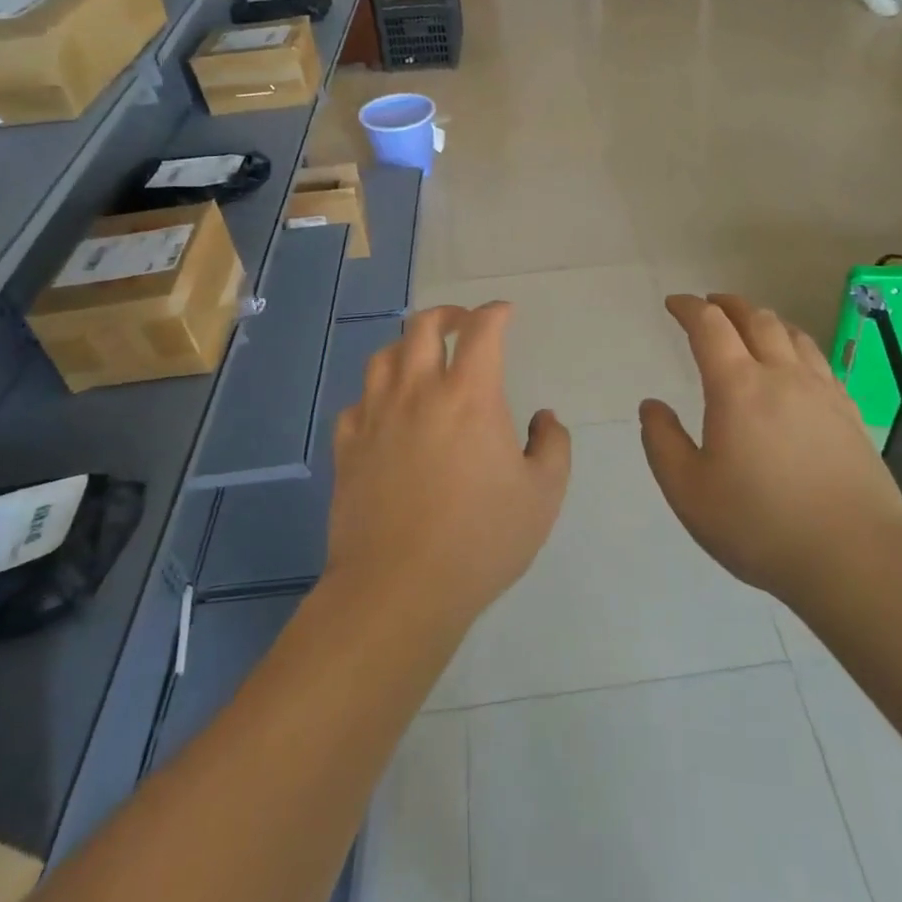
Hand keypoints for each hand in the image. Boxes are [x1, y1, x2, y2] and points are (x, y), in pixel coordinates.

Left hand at [325, 304, 570, 628]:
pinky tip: (386, 413)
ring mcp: (376, 417)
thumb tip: (545, 418)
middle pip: (422, 326)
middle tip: (462, 324)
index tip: (504, 313)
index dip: (495, 313)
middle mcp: (418, 392)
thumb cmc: (480, 540)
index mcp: (469, 395)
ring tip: (421, 359)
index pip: (482, 330)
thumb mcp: (543, 496)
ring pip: (384, 357)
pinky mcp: (348, 447)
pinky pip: (357, 403)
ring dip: (407, 347)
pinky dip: (375, 396)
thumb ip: (553, 447)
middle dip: (447, 314)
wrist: (399, 589)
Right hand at [638, 294, 901, 604]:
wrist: (854, 560)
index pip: (710, 326)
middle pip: (756, 319)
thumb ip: (662, 442)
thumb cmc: (760, 525)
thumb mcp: (688, 492)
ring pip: (793, 334)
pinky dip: (796, 345)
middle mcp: (782, 376)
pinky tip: (796, 364)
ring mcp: (822, 392)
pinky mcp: (850, 413)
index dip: (689, 308)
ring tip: (751, 324)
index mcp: (738, 387)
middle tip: (710, 304)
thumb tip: (652, 405)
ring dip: (765, 319)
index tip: (674, 304)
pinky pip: (819, 360)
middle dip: (728, 304)